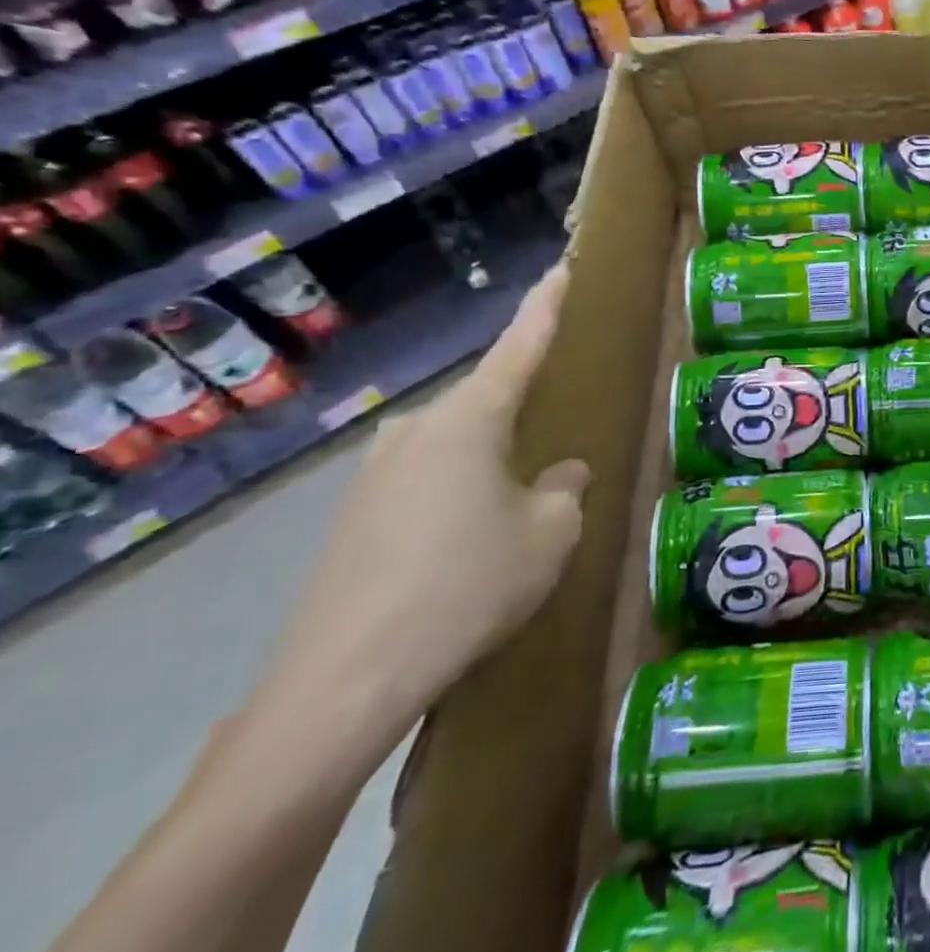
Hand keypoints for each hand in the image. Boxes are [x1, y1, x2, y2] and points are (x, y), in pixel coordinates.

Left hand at [250, 265, 589, 757]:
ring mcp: (376, 473)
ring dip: (491, 460)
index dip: (546, 304)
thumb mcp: (550, 534)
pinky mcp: (354, 517)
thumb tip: (560, 472)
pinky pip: (427, 480)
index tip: (564, 267)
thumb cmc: (468, 587)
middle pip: (486, 400)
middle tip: (560, 430)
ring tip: (519, 502)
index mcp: (469, 419)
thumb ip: (565, 489)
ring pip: (456, 445)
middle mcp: (417, 430)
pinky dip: (459, 492)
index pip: (520, 344)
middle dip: (524, 410)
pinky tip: (472, 540)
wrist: (343, 684)